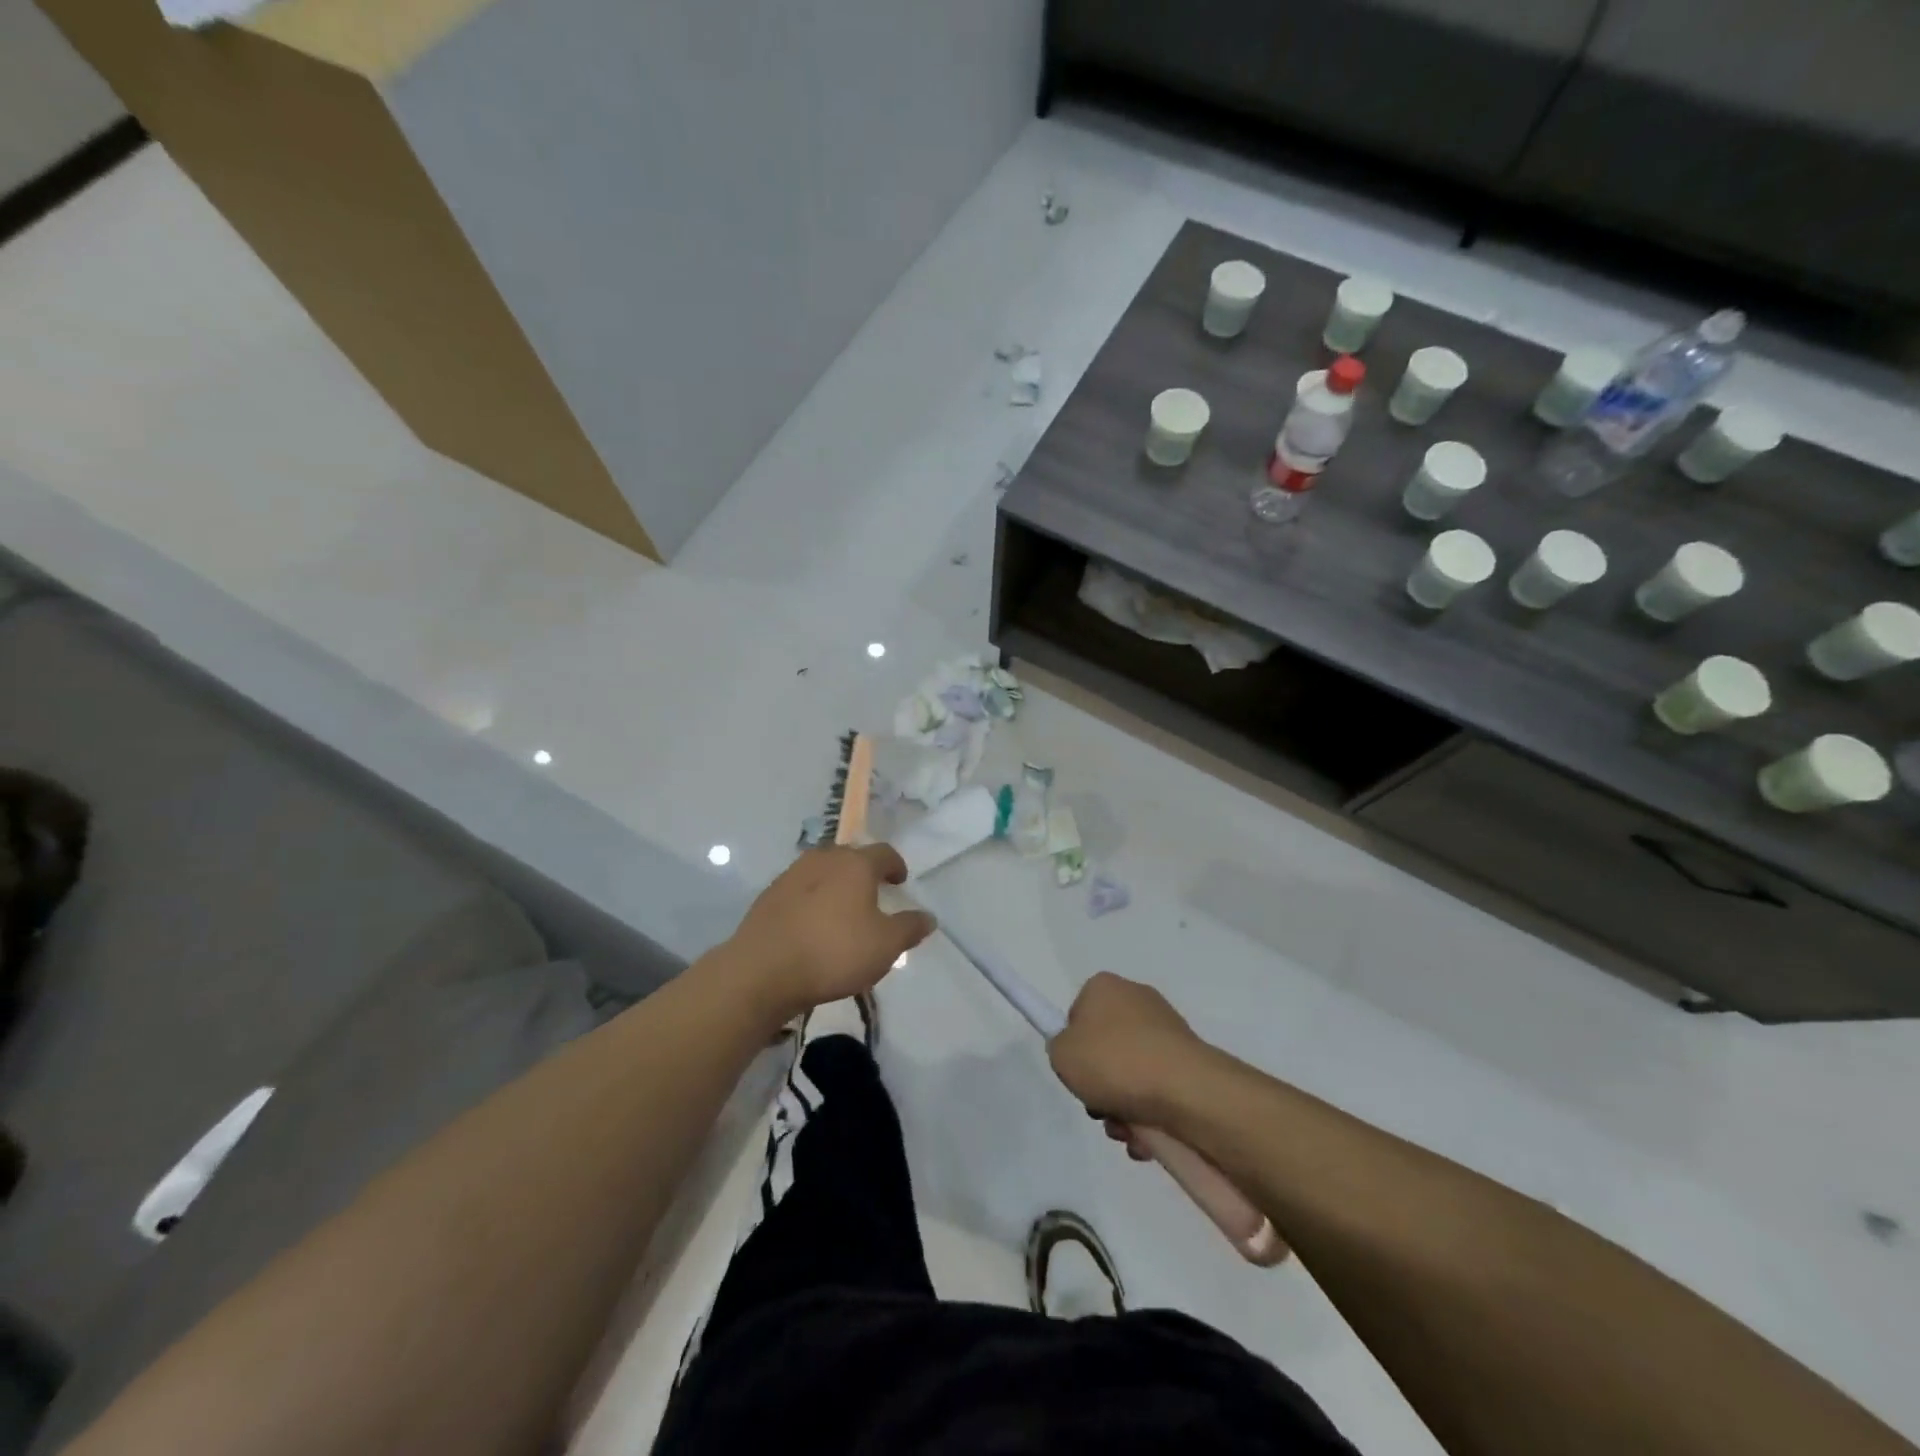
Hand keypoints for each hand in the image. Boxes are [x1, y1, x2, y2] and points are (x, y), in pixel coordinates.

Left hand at [726, 845, 935, 1021]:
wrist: (762, 971)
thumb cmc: (833, 952)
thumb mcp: (885, 946)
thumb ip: (909, 928)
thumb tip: (928, 917)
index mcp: (855, 864)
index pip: (884, 853)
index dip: (896, 865)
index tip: (900, 881)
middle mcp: (823, 859)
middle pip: (850, 857)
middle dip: (864, 872)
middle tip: (872, 894)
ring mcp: (791, 875)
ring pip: (822, 871)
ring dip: (835, 884)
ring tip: (841, 910)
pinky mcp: (768, 896)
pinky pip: (800, 890)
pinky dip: (811, 899)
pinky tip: (812, 924)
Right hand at [1048, 972, 1211, 1130]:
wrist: (1184, 1089)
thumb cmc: (1114, 1062)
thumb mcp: (1062, 1054)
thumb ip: (1060, 1048)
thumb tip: (1080, 1053)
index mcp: (1105, 987)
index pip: (1078, 1014)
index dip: (1073, 1046)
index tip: (1077, 1071)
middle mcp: (1137, 999)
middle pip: (1105, 1047)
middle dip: (1099, 1083)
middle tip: (1097, 1106)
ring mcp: (1167, 1030)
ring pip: (1131, 1073)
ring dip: (1121, 1106)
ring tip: (1123, 1128)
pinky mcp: (1189, 1060)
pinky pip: (1157, 1088)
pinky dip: (1147, 1113)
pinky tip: (1145, 1135)